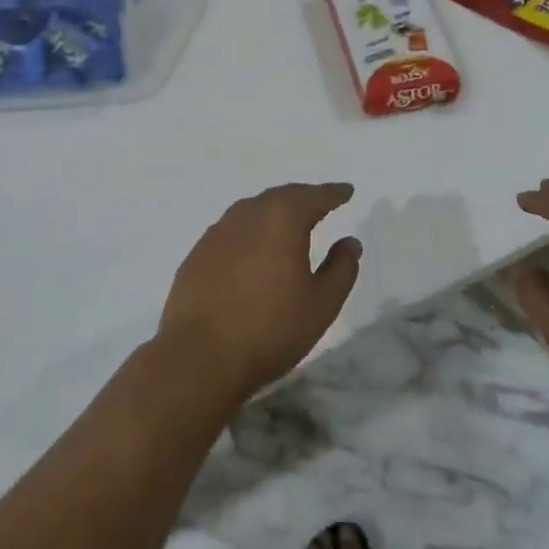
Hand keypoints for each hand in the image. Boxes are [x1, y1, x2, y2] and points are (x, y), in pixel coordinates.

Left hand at [156, 184, 361, 403]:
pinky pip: (232, 229)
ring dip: (274, 211)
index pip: (315, 196)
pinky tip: (252, 247)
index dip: (334, 193)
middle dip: (304, 197)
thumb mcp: (321, 305)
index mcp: (282, 218)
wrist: (198, 357)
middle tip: (320, 202)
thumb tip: (350, 242)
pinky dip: (250, 230)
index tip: (347, 190)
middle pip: (282, 196)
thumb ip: (341, 269)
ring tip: (288, 221)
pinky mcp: (198, 253)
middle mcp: (249, 214)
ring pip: (253, 210)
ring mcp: (218, 232)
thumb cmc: (269, 329)